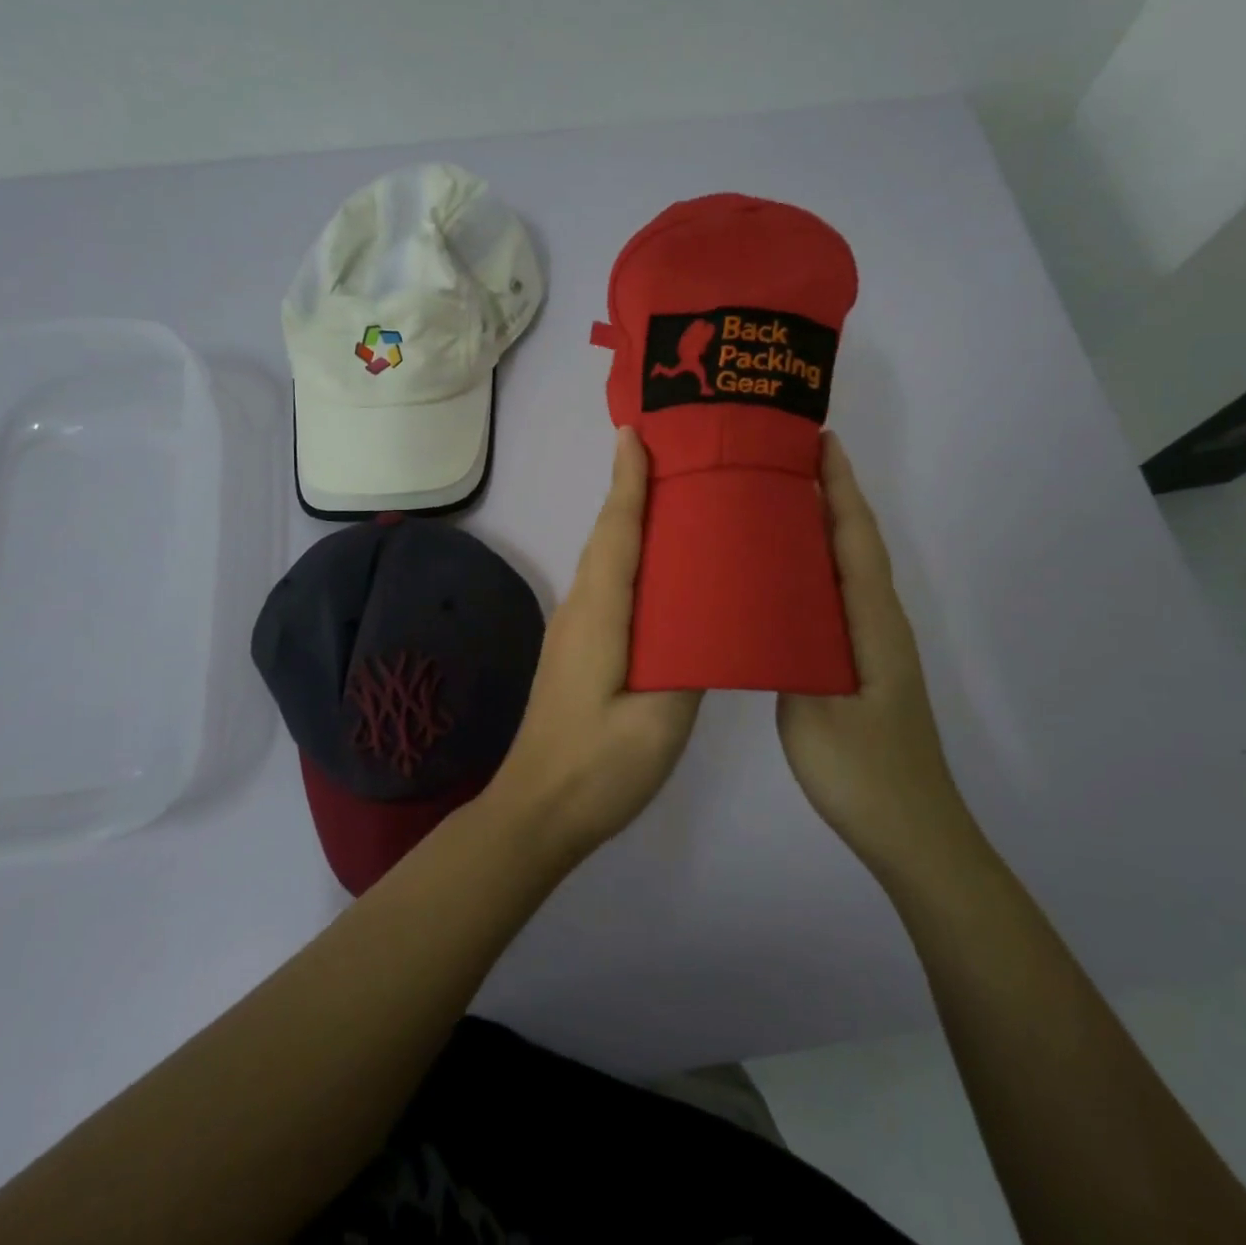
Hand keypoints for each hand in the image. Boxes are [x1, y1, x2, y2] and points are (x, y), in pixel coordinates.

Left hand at [486, 428, 702, 863]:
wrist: (537, 811)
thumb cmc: (598, 767)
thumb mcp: (658, 722)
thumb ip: (688, 664)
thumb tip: (707, 620)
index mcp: (600, 616)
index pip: (616, 533)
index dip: (627, 482)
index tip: (636, 434)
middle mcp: (579, 610)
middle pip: (608, 537)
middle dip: (633, 490)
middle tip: (674, 455)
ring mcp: (573, 631)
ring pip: (605, 562)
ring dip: (630, 523)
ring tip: (675, 499)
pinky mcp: (577, 651)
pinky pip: (607, 587)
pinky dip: (629, 560)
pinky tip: (659, 570)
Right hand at [776, 433, 966, 872]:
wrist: (911, 831)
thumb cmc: (862, 770)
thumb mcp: (815, 710)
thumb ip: (790, 650)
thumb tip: (763, 603)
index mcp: (871, 623)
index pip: (855, 539)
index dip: (840, 489)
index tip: (820, 442)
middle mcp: (878, 623)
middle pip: (856, 545)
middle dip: (832, 497)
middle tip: (787, 460)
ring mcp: (873, 646)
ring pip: (848, 571)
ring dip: (824, 530)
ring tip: (779, 503)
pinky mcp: (862, 666)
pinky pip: (837, 599)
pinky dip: (817, 570)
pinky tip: (785, 578)